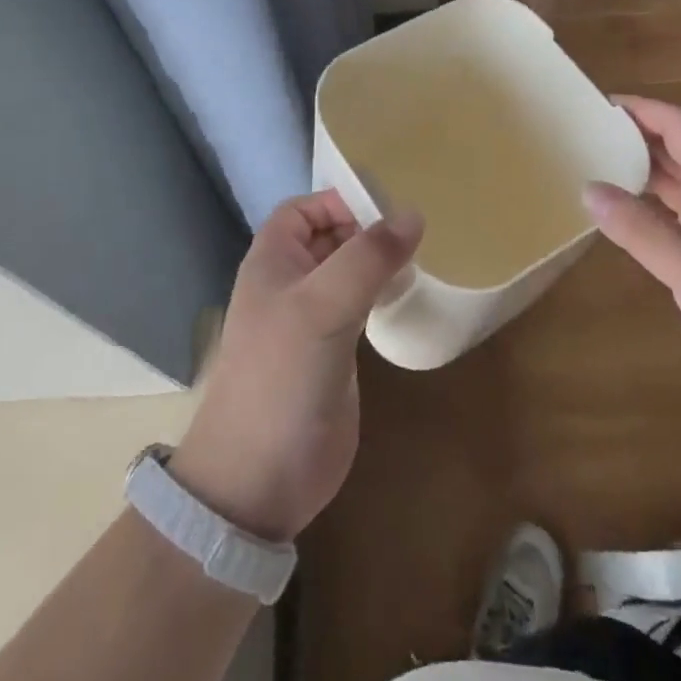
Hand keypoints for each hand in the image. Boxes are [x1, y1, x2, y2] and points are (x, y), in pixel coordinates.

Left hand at [169, 192, 422, 542]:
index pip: (303, 209)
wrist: (259, 479)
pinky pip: (360, 308)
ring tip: (420, 258)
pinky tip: (409, 297)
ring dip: (377, 263)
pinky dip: (382, 295)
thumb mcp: (322, 306)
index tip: (385, 208)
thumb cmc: (281, 376)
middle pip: (328, 238)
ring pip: (347, 273)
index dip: (338, 201)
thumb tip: (412, 214)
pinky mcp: (334, 355)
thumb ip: (367, 258)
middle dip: (365, 229)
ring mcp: (312, 321)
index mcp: (273, 261)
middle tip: (416, 231)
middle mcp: (290, 284)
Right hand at [584, 95, 680, 406]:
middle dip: (630, 134)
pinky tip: (619, 215)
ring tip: (591, 167)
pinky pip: (672, 209)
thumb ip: (640, 230)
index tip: (595, 106)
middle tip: (582, 135)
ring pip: (671, 178)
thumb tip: (589, 189)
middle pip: (671, 146)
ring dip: (635, 167)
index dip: (638, 108)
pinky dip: (644, 202)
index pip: (675, 124)